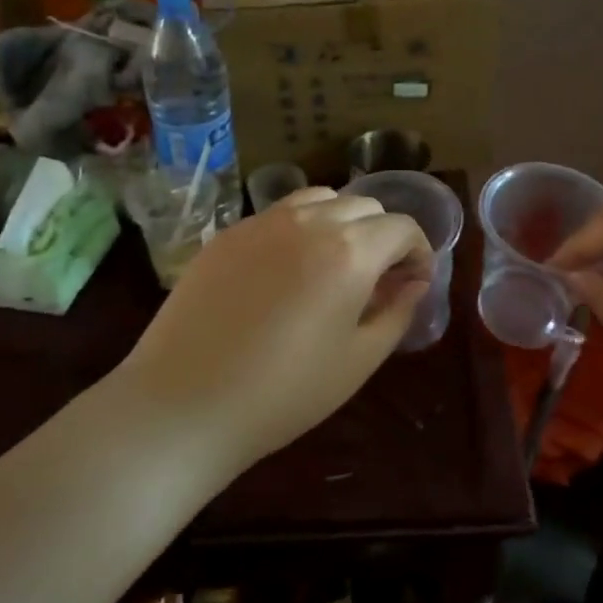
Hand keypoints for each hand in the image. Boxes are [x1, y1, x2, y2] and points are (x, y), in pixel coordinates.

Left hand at [116, 188, 432, 477]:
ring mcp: (263, 222)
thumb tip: (415, 282)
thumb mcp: (358, 361)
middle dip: (383, 234)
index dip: (418, 251)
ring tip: (333, 263)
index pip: (402, 226)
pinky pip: (278, 214)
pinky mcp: (228, 233)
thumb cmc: (284, 393)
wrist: (184, 404)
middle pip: (364, 205)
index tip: (414, 282)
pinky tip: (286, 270)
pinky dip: (300, 228)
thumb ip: (397, 312)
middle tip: (377, 278)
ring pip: (320, 198)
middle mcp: (309, 221)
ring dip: (341, 221)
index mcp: (350, 251)